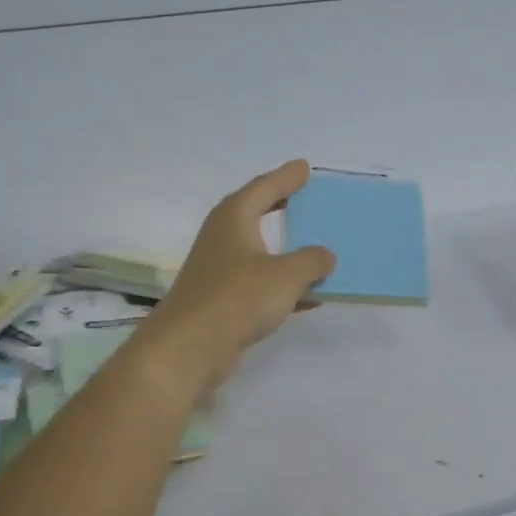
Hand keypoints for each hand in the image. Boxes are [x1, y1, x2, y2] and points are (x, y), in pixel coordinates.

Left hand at [138, 161, 335, 390]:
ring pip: (262, 252)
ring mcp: (222, 270)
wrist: (190, 347)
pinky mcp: (225, 300)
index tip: (305, 168)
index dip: (286, 178)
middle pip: (258, 214)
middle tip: (307, 197)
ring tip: (318, 246)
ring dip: (289, 251)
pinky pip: (263, 284)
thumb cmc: (237, 298)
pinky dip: (287, 285)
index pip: (264, 188)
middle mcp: (224, 238)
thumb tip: (325, 256)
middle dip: (282, 206)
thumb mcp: (286, 275)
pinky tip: (311, 296)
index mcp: (235, 219)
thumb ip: (312, 261)